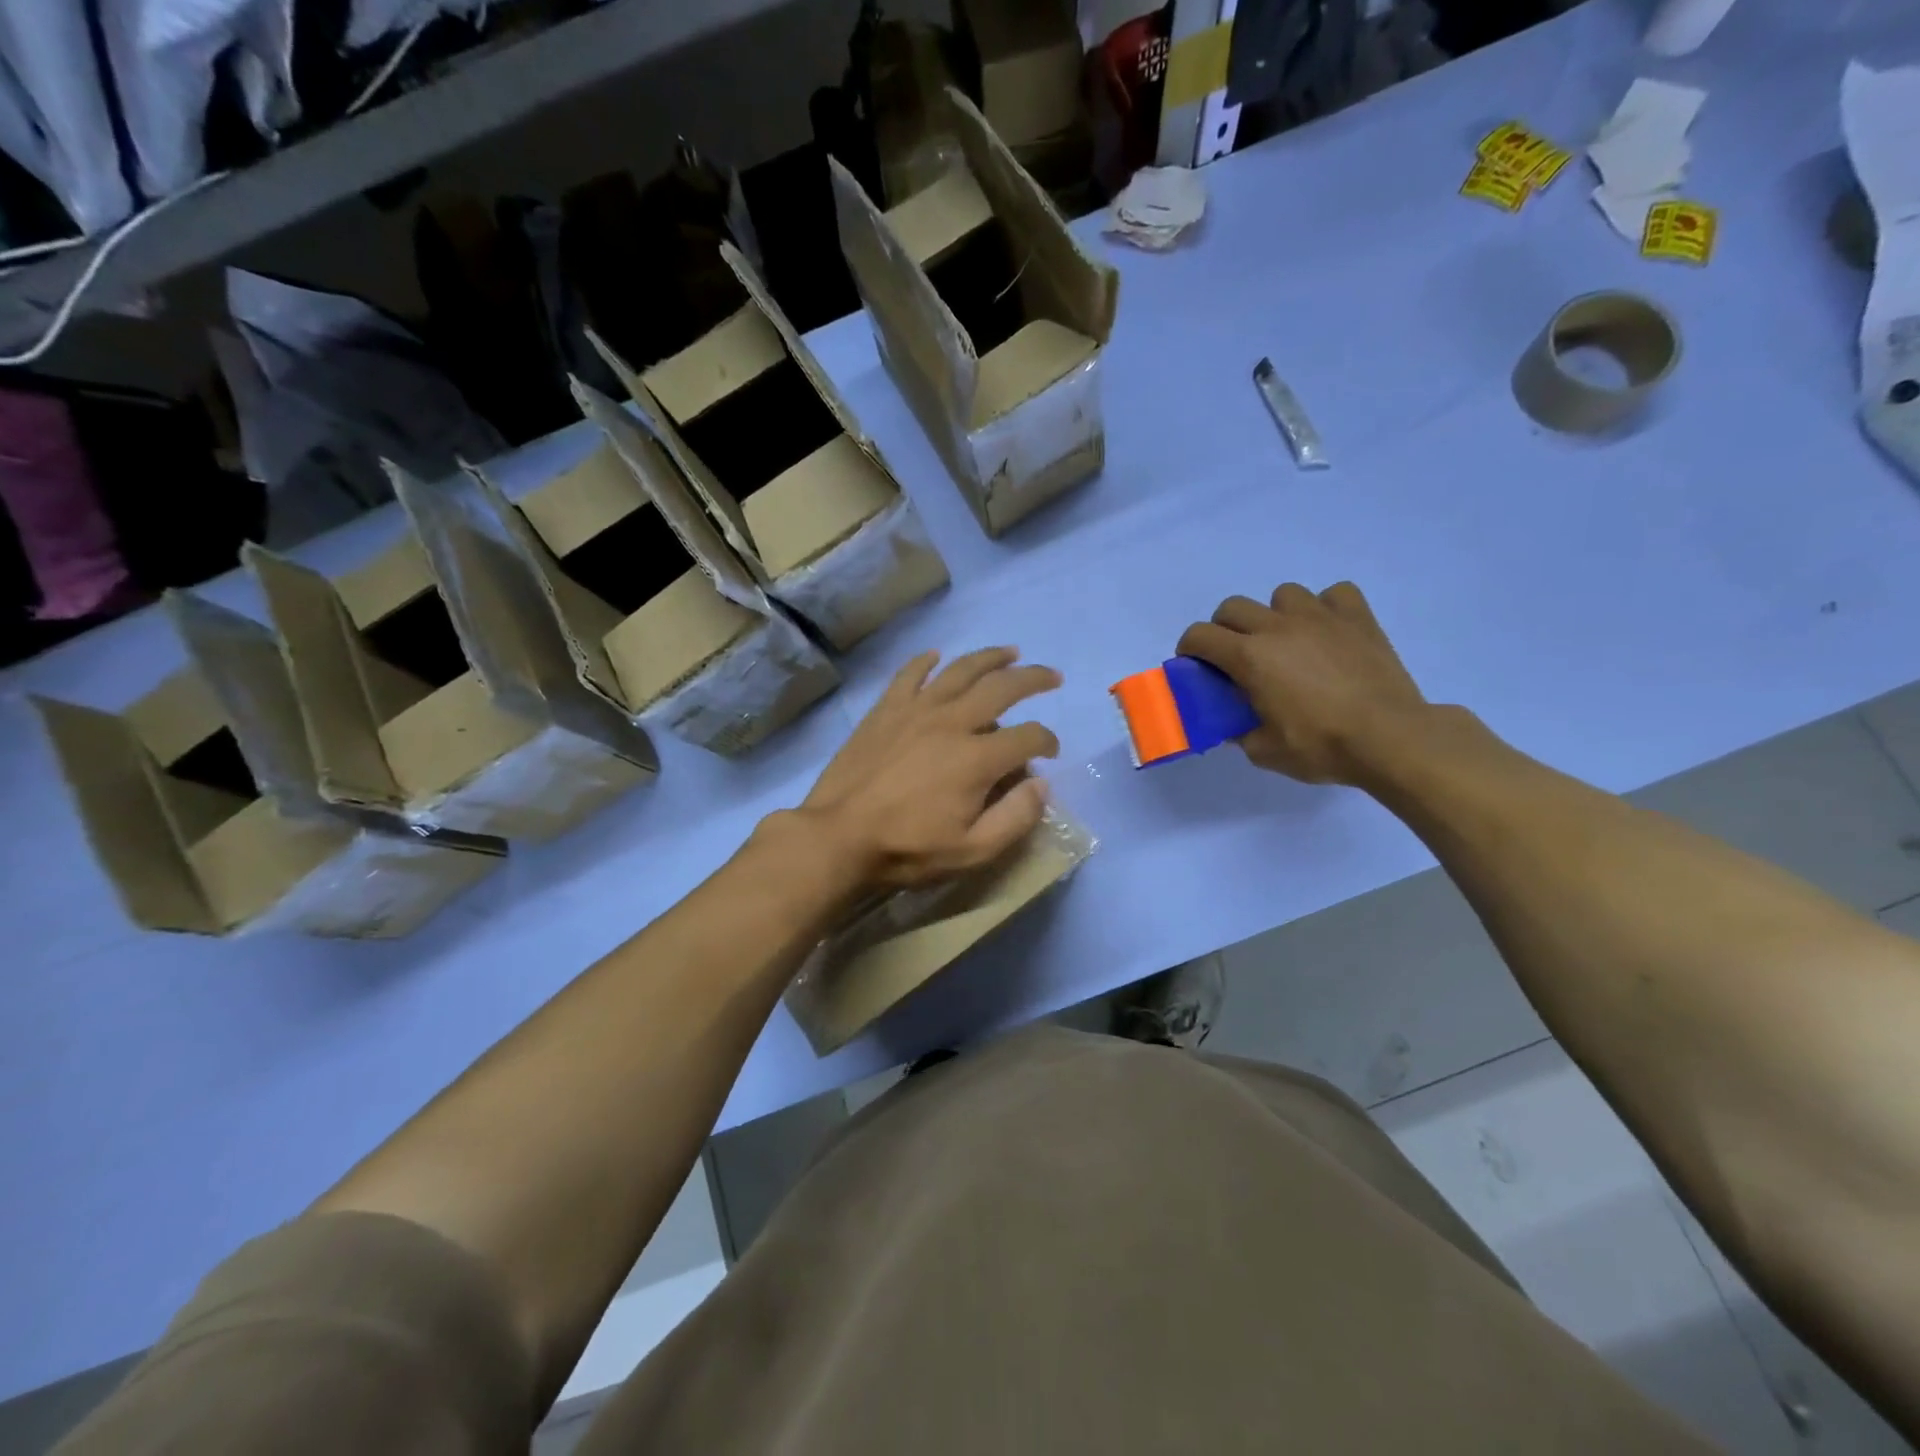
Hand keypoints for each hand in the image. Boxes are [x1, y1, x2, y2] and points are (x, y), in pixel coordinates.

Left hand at [797, 648, 1061, 890]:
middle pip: (1002, 687)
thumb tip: (1042, 785)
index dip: (1047, 741)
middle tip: (1051, 677)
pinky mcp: (886, 709)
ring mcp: (916, 710)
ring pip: (961, 670)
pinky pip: (910, 674)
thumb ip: (1015, 818)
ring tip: (1010, 652)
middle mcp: (952, 722)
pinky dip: (926, 661)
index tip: (1050, 751)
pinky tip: (937, 655)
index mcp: (978, 758)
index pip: (1028, 737)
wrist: (838, 836)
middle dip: (1033, 679)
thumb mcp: (972, 852)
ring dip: (990, 658)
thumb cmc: (907, 848)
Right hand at [1177, 581, 1430, 785]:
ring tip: (1287, 641)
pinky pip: (1334, 594)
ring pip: (1282, 595)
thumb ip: (1241, 732)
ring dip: (1276, 615)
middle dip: (1224, 629)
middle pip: (1233, 607)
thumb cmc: (1322, 746)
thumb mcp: (1265, 752)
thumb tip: (1235, 724)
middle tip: (1236, 657)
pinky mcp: (1358, 617)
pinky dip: (1326, 608)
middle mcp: (1278, 627)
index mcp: (1249, 657)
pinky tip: (1329, 631)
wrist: (1391, 738)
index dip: (1189, 649)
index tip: (1194, 666)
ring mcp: (1320, 616)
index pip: (1200, 636)